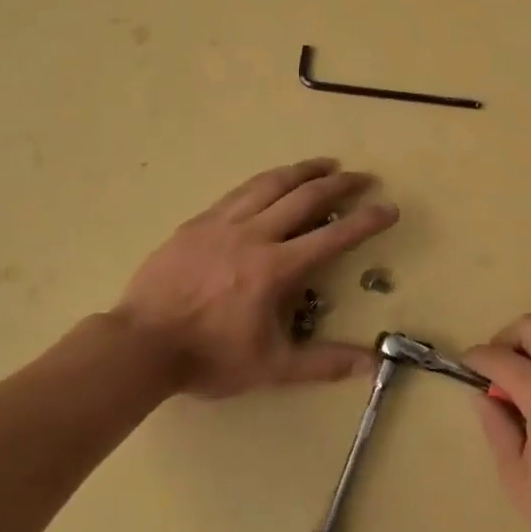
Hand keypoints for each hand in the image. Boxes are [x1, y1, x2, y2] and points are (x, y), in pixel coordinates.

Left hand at [108, 158, 398, 397]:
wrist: (141, 344)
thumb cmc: (209, 357)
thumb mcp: (272, 367)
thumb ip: (324, 363)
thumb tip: (373, 364)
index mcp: (276, 268)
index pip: (333, 237)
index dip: (366, 221)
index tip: (389, 208)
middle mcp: (254, 235)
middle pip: (305, 197)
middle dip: (339, 184)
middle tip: (362, 177)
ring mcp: (222, 224)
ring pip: (270, 184)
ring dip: (302, 171)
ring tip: (324, 164)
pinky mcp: (198, 223)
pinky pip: (239, 192)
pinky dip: (265, 181)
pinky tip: (271, 181)